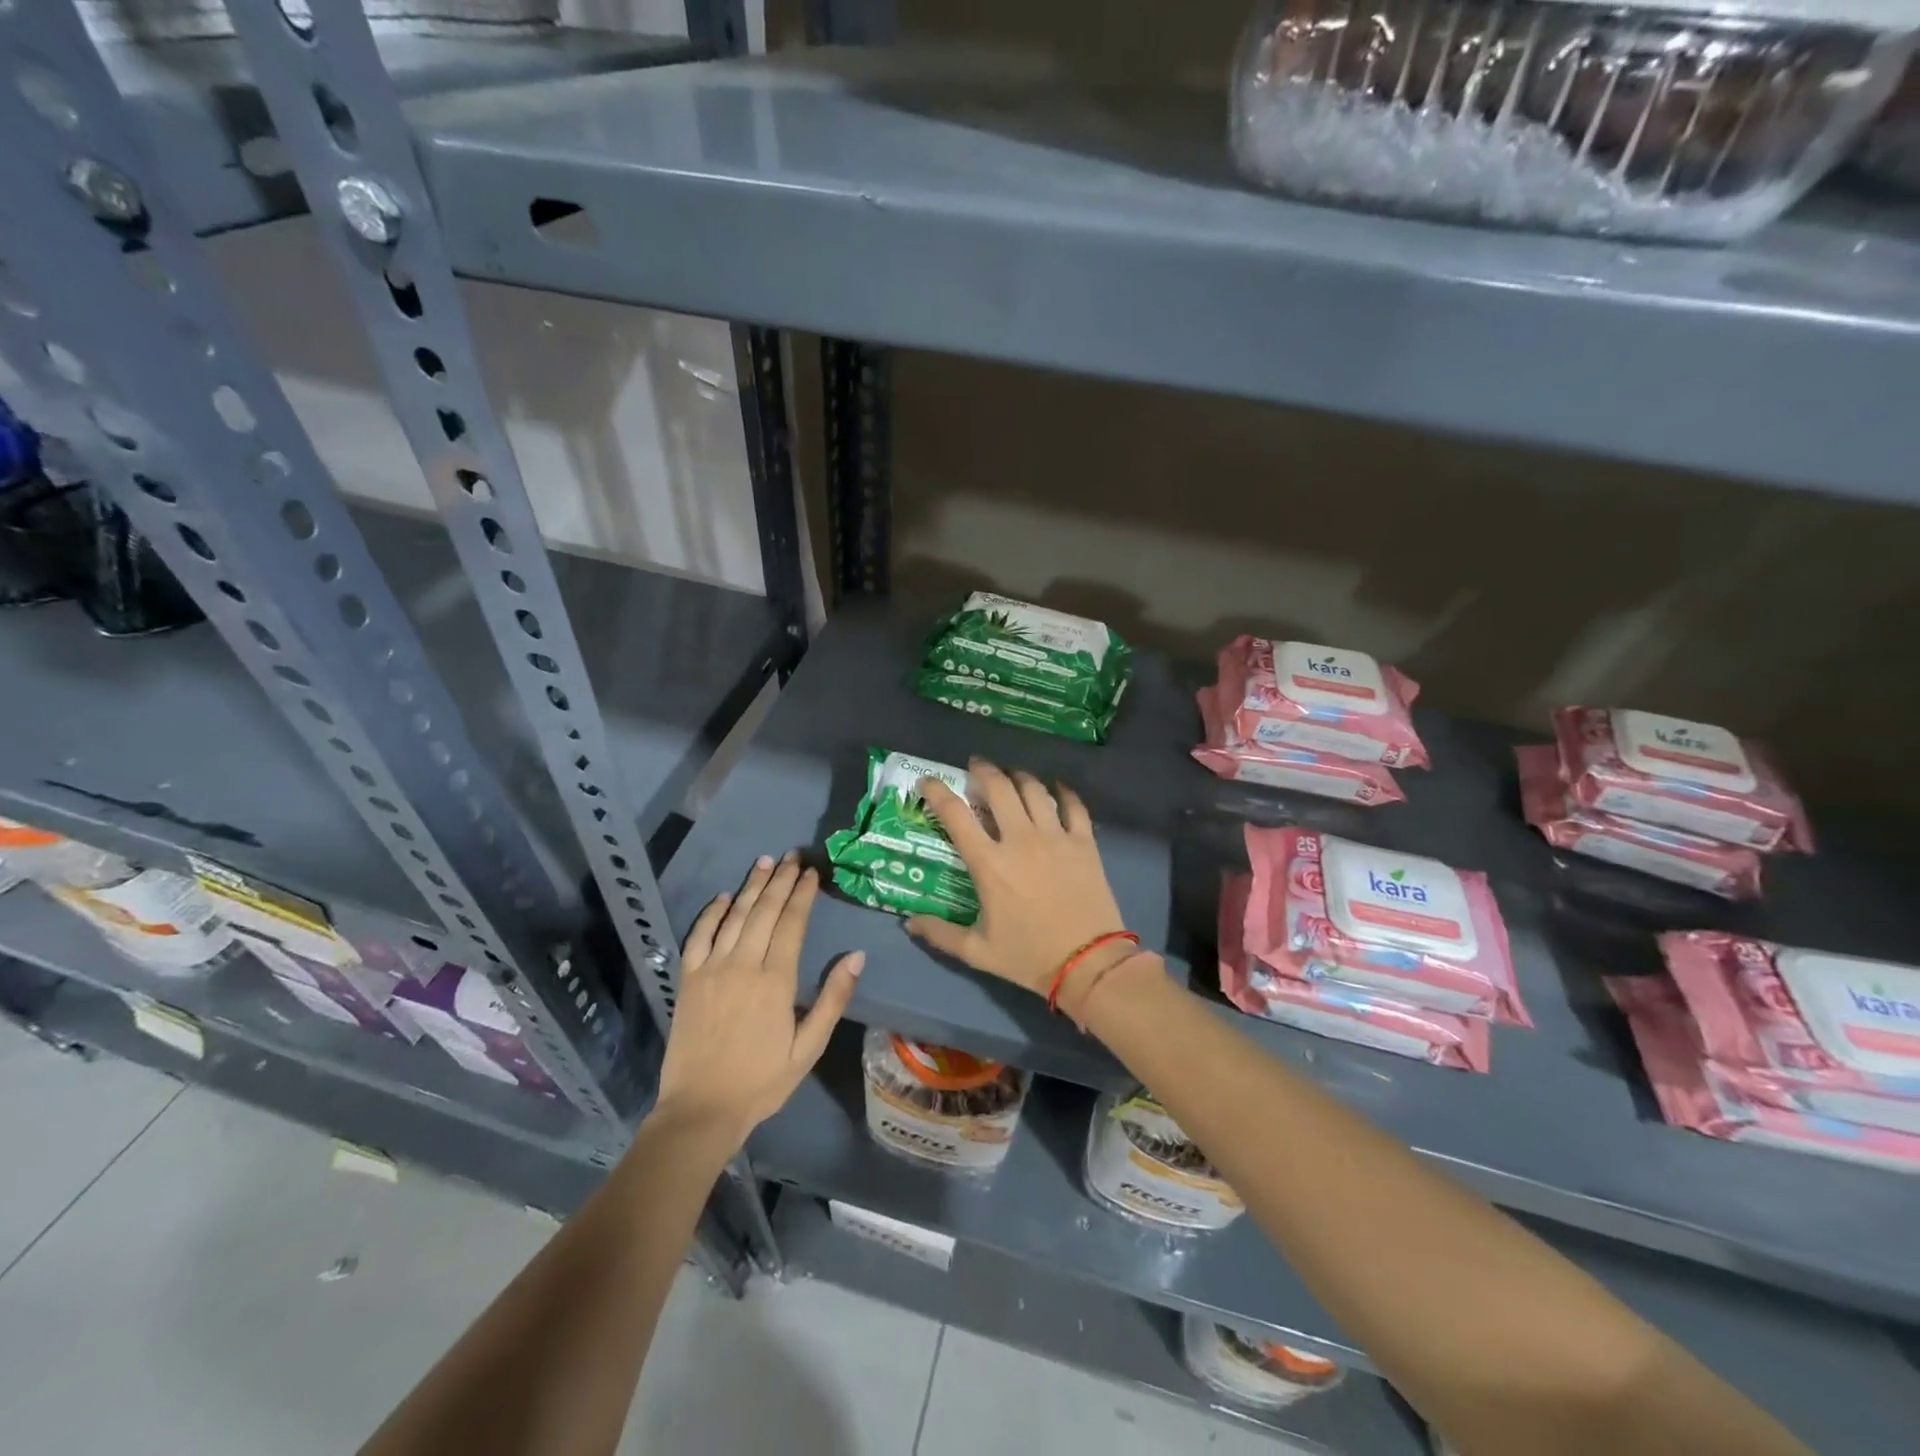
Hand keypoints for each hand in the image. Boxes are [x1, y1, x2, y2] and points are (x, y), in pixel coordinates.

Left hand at [655, 852, 862, 1144]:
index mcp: (776, 980)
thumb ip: (833, 999)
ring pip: (734, 916)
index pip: (792, 923)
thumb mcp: (809, 1047)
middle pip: (764, 911)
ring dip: (751, 886)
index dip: (802, 894)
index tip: (812, 872)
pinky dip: (711, 914)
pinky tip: (723, 897)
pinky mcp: (689, 980)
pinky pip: (699, 936)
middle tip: (792, 855)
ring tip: (765, 862)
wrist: (701, 1109)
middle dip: (780, 880)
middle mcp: (743, 965)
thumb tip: (856, 956)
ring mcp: (712, 969)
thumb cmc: (762, 1081)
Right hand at [905, 758, 1129, 998]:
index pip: (955, 815)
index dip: (937, 792)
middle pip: (998, 788)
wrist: (1089, 963)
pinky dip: (1063, 792)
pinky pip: (1074, 805)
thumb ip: (940, 934)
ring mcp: (1055, 837)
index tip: (928, 782)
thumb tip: (909, 923)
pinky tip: (1057, 788)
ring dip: (1018, 776)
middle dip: (983, 770)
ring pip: (1034, 790)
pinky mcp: (1084, 842)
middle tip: (975, 766)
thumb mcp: (978, 952)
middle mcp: (1020, 840)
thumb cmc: (1029, 957)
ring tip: (1011, 775)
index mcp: (989, 863)